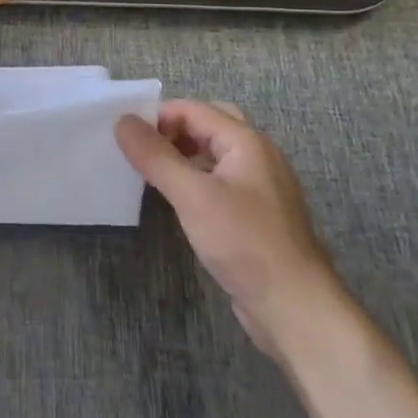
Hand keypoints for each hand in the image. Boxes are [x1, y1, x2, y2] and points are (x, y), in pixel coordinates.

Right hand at [117, 101, 344, 358]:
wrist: (295, 308)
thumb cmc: (244, 242)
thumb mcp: (192, 195)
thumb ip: (156, 156)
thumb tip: (122, 121)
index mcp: (246, 142)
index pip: (193, 109)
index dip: (157, 117)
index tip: (126, 139)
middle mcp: (257, 156)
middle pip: (208, 125)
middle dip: (173, 131)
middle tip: (142, 150)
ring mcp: (260, 186)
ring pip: (215, 153)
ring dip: (183, 154)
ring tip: (152, 172)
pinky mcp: (257, 214)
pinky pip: (220, 180)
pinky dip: (196, 178)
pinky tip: (178, 200)